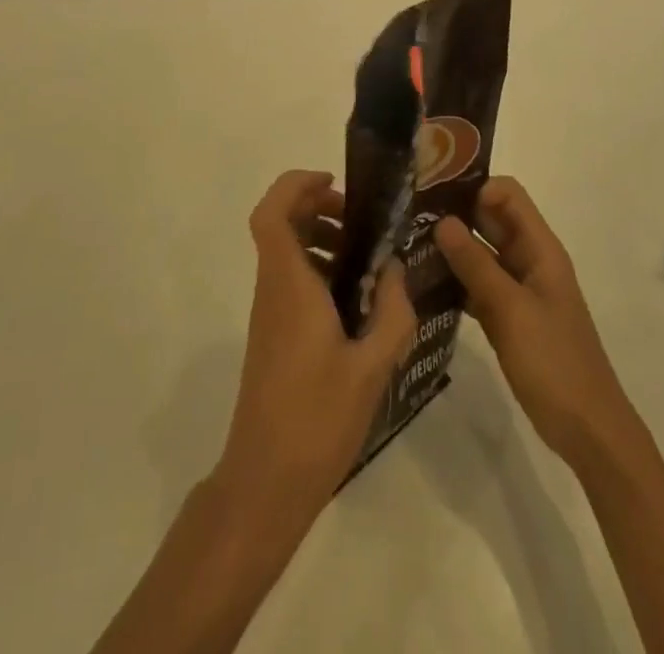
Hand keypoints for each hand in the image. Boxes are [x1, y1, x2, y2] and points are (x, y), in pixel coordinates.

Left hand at [216, 170, 416, 528]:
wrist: (267, 480)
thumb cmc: (318, 418)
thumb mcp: (372, 366)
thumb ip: (392, 312)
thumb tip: (396, 269)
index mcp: (289, 284)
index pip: (271, 212)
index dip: (295, 185)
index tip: (333, 183)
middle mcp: (272, 288)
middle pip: (279, 224)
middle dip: (315, 206)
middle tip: (359, 221)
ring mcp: (269, 312)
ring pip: (284, 251)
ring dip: (318, 237)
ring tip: (365, 256)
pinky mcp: (273, 334)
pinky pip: (290, 279)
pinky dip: (317, 268)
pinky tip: (355, 297)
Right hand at [433, 177, 632, 469]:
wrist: (589, 432)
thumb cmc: (555, 363)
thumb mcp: (511, 310)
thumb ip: (476, 264)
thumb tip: (442, 221)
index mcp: (540, 249)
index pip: (506, 195)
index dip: (473, 187)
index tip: (433, 192)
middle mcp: (529, 260)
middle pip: (490, 219)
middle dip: (454, 213)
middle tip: (407, 213)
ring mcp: (519, 289)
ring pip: (480, 252)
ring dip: (450, 247)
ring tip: (406, 243)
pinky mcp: (508, 316)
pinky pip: (477, 284)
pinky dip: (455, 280)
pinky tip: (422, 283)